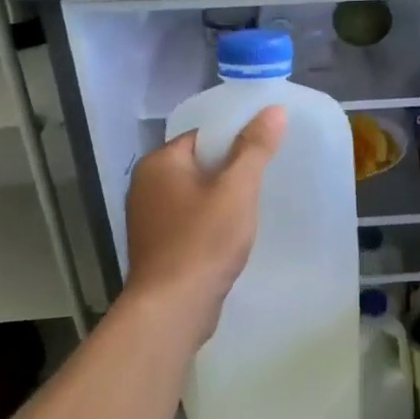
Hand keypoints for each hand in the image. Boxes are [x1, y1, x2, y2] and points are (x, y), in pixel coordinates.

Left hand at [122, 107, 286, 345]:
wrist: (173, 308)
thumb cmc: (203, 240)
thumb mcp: (237, 189)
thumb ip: (254, 148)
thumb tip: (274, 109)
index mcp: (159, 163)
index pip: (202, 136)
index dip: (235, 140)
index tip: (264, 151)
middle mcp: (146, 186)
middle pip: (199, 165)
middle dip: (231, 172)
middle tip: (265, 180)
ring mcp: (148, 219)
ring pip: (195, 195)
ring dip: (222, 200)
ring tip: (253, 208)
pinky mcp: (157, 246)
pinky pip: (190, 221)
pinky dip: (210, 223)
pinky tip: (232, 236)